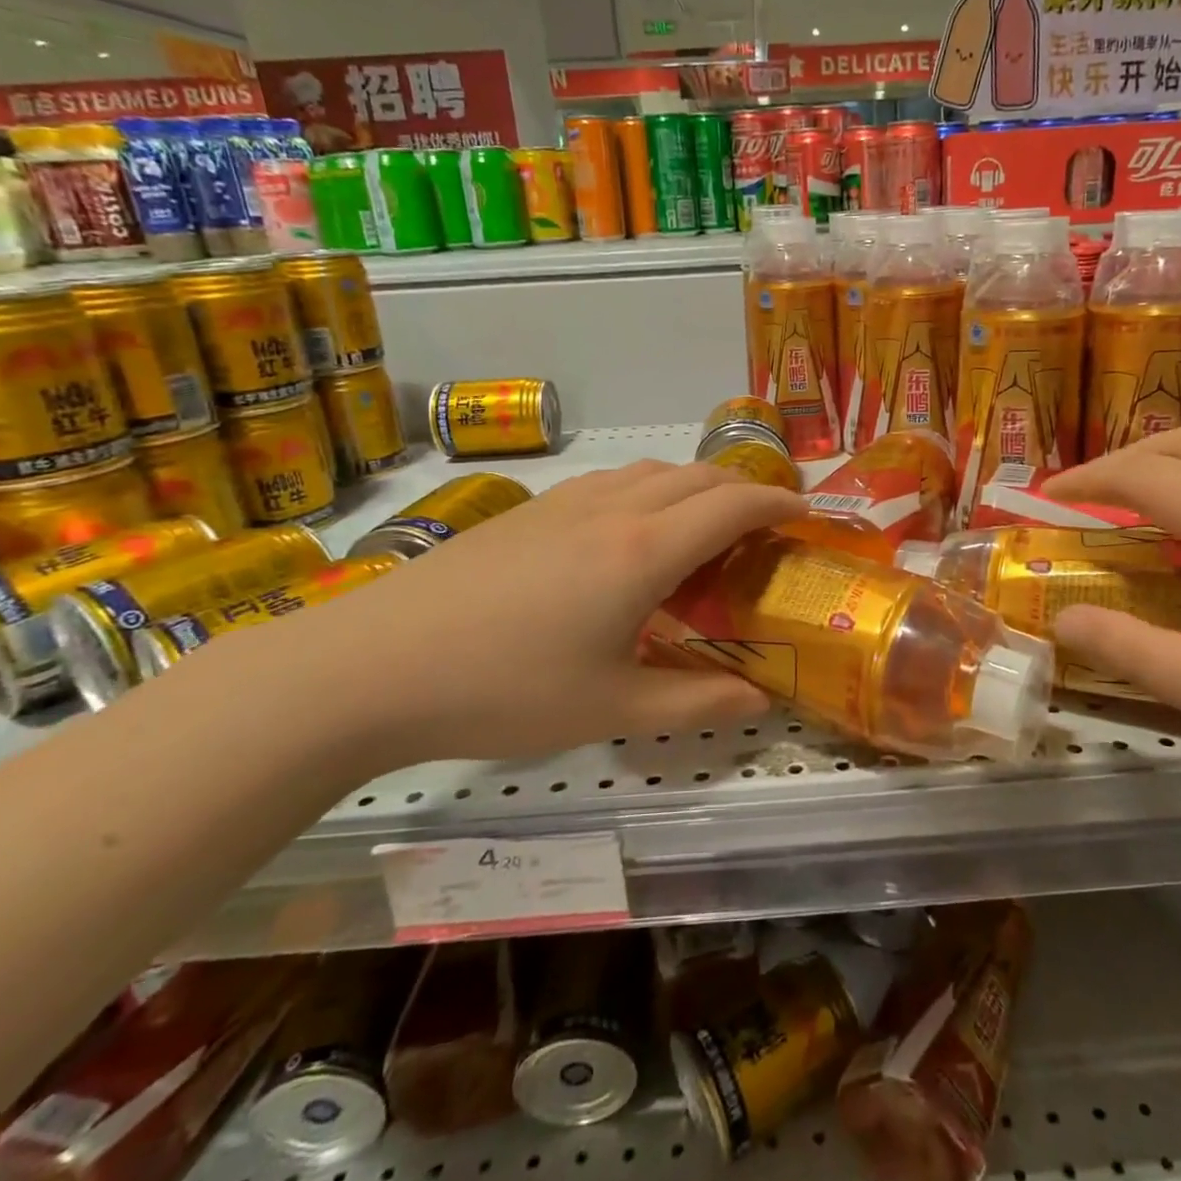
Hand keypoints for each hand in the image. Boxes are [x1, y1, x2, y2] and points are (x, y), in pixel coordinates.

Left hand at [196, 461, 807, 769]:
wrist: (372, 665)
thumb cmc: (502, 691)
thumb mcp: (610, 710)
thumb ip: (695, 701)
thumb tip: (758, 702)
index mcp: (642, 552)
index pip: (732, 505)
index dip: (778, 502)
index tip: (808, 513)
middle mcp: (613, 510)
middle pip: (698, 475)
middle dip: (745, 488)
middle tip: (767, 523)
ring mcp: (566, 503)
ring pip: (653, 470)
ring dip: (696, 485)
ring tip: (707, 525)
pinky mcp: (529, 510)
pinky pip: (614, 481)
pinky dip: (651, 490)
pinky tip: (632, 531)